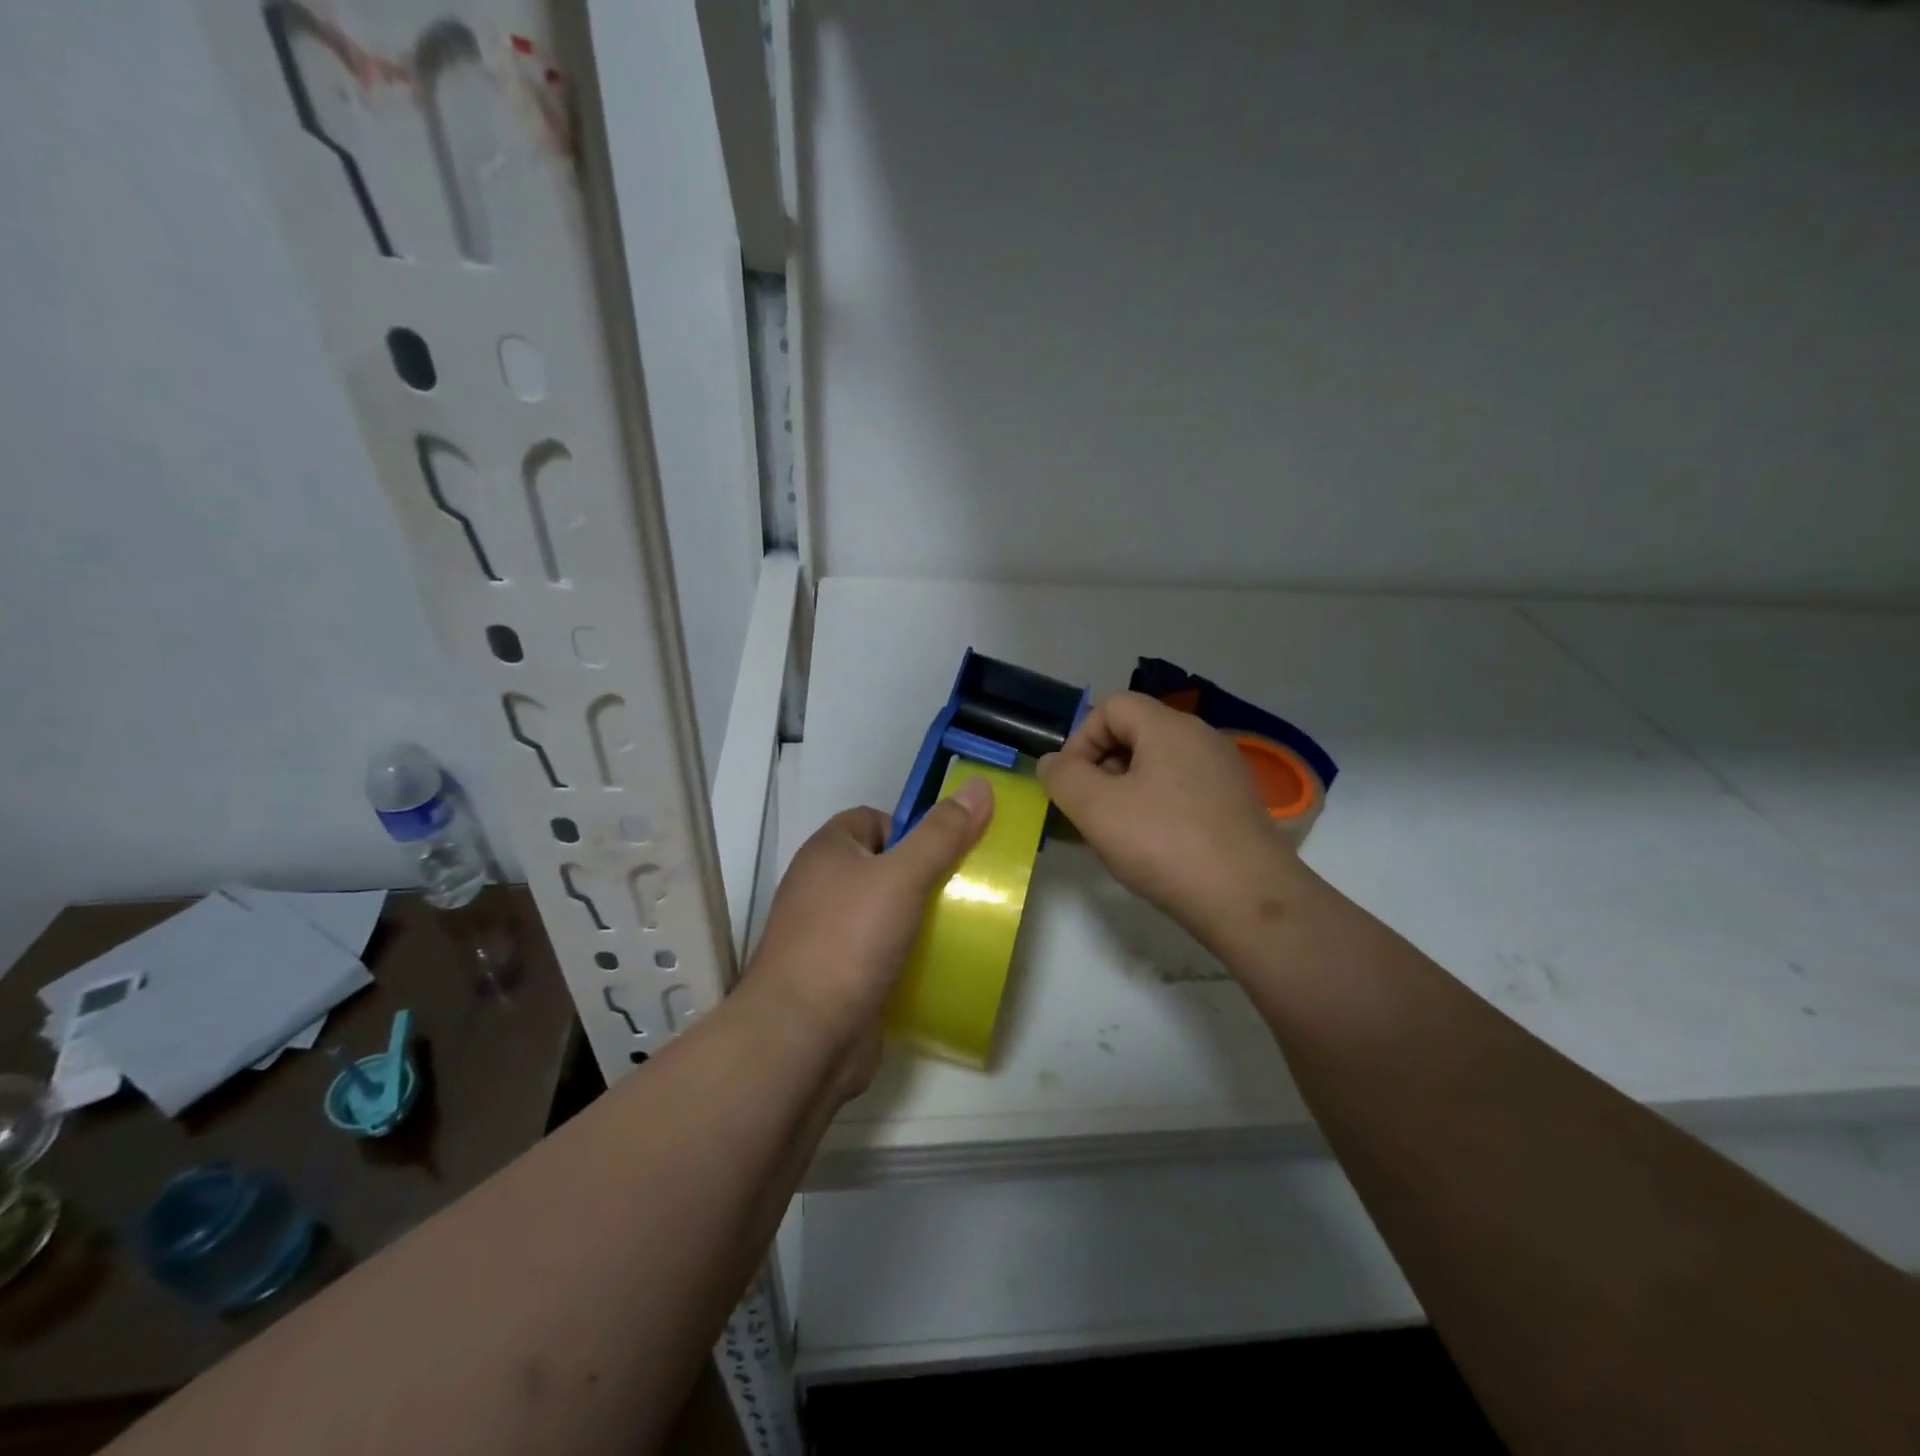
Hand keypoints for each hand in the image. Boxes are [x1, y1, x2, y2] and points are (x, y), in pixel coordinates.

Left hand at [743, 778, 992, 1097]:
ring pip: (889, 912)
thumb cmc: (849, 940)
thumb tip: (979, 786)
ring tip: (964, 926)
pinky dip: (912, 955)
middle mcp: (824, 888)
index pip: (875, 820)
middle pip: (886, 866)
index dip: (913, 829)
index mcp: (828, 851)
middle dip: (927, 875)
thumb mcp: (902, 876)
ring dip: (924, 918)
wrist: (803, 1038)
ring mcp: (831, 935)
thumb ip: (941, 834)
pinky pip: (886, 952)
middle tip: (966, 890)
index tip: (948, 853)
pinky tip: (942, 965)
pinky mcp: (844, 976)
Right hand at [1038, 692, 1299, 939]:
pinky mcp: (1236, 805)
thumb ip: (1062, 777)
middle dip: (1101, 767)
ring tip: (1118, 834)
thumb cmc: (1165, 845)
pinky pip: (1182, 790)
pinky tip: (1154, 847)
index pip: (1111, 707)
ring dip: (1126, 791)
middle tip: (1090, 812)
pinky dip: (1157, 808)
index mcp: (1169, 727)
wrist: (1249, 900)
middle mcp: (1201, 738)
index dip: (1080, 739)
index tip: (1071, 784)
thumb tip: (1053, 762)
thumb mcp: (1096, 809)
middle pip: (1135, 733)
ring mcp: (1224, 772)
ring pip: (1158, 765)